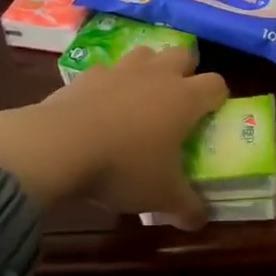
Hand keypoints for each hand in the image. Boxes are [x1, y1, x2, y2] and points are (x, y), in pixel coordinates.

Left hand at [0, 46, 228, 226]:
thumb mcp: (162, 196)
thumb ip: (187, 208)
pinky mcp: (85, 75)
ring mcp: (119, 71)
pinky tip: (101, 107)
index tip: (212, 116)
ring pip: (145, 54)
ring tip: (141, 97)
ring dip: (149, 69)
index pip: (216, 84)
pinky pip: (106, 71)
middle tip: (179, 100)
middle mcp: (156, 76)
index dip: (218, 98)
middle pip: (183, 54)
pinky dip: (108, 84)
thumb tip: (200, 222)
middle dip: (186, 71)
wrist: (57, 147)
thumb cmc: (123, 168)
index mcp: (184, 99)